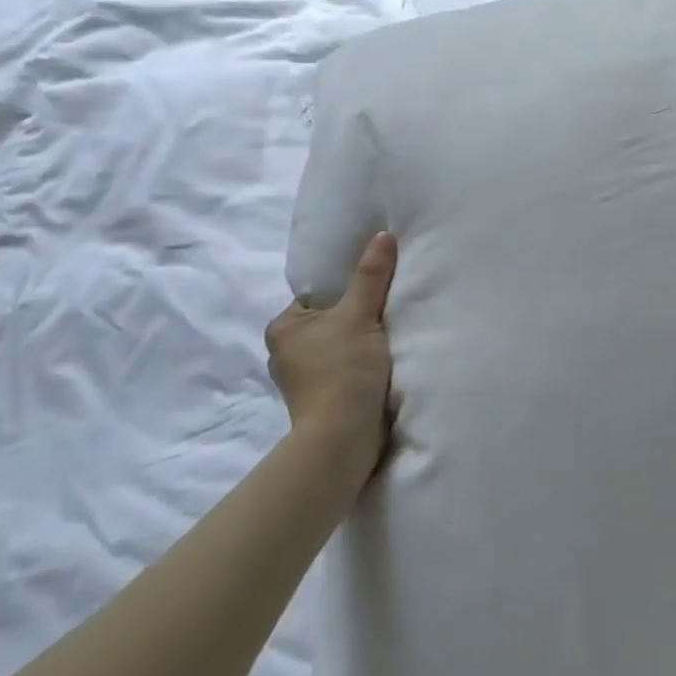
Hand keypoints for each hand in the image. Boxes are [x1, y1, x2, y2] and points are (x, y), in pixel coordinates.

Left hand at [265, 232, 397, 477]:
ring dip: (361, 342)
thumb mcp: (360, 314)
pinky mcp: (322, 401)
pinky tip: (385, 360)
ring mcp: (303, 380)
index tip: (376, 283)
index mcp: (283, 327)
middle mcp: (285, 352)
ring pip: (339, 346)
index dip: (347, 287)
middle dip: (356, 316)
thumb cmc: (343, 370)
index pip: (319, 294)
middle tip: (389, 304)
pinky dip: (362, 365)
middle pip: (331, 320)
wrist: (343, 440)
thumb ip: (371, 275)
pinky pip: (345, 370)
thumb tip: (383, 235)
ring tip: (392, 330)